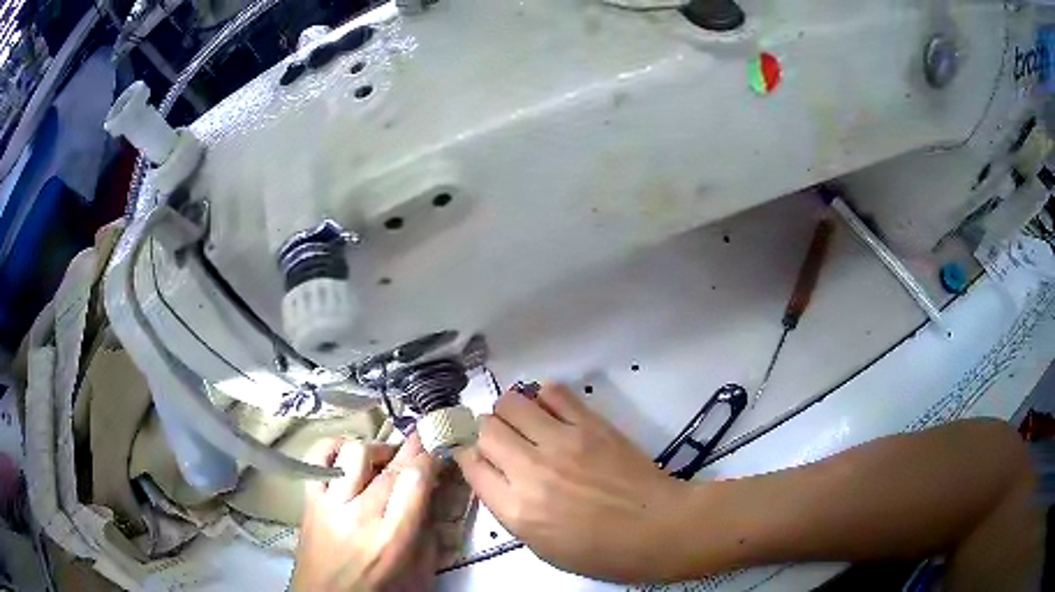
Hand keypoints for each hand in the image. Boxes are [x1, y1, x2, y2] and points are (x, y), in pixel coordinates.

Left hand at [292, 434, 438, 591]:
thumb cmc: (378, 589)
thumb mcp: (418, 573)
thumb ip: (430, 535)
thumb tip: (433, 495)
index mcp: (392, 538)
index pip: (414, 481)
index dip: (429, 458)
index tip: (437, 448)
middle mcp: (360, 515)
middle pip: (390, 466)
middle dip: (411, 450)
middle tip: (422, 442)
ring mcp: (330, 504)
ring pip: (356, 453)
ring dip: (377, 450)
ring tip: (385, 459)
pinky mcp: (309, 499)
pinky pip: (318, 456)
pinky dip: (335, 447)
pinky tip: (348, 456)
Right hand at [455, 383, 690, 582]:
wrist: (658, 528)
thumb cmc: (602, 551)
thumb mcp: (543, 547)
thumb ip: (511, 510)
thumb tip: (495, 476)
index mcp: (516, 509)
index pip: (470, 465)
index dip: (468, 457)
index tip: (478, 458)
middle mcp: (530, 470)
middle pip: (485, 428)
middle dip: (487, 433)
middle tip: (504, 442)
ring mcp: (561, 442)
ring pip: (511, 403)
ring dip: (510, 412)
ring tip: (526, 424)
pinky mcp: (590, 423)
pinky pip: (553, 392)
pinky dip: (543, 397)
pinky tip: (552, 413)